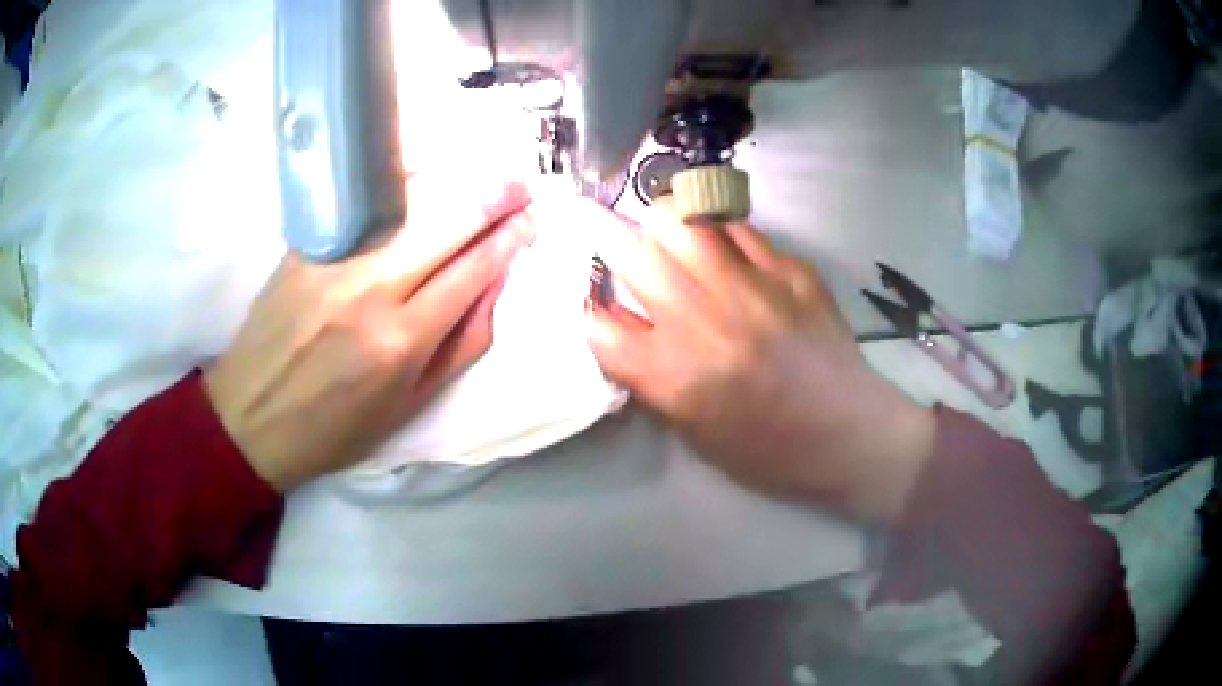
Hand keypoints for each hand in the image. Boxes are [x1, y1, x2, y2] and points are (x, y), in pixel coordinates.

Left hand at [204, 176, 531, 490]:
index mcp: (402, 340)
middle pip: (448, 220)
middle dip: (494, 196)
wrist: (252, 415)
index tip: (530, 220)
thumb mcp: (411, 405)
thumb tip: (497, 282)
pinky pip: (368, 204)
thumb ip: (462, 343)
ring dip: (455, 183)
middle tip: (520, 186)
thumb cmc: (336, 427)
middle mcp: (371, 289)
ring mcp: (335, 259)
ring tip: (483, 179)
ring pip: (409, 200)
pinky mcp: (307, 244)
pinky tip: (426, 183)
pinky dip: (405, 187)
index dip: (509, 238)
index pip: (473, 268)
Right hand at [583, 202, 936, 522]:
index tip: (597, 308)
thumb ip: (648, 374)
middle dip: (603, 239)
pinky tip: (720, 250)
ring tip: (665, 237)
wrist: (849, 435)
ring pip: (679, 217)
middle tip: (612, 244)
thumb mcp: (692, 430)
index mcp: (675, 375)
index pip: (598, 323)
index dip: (588, 312)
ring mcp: (752, 286)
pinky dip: (714, 232)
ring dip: (658, 223)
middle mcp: (705, 320)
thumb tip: (619, 322)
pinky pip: (735, 228)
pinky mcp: (790, 270)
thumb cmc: (767, 449)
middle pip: (628, 250)